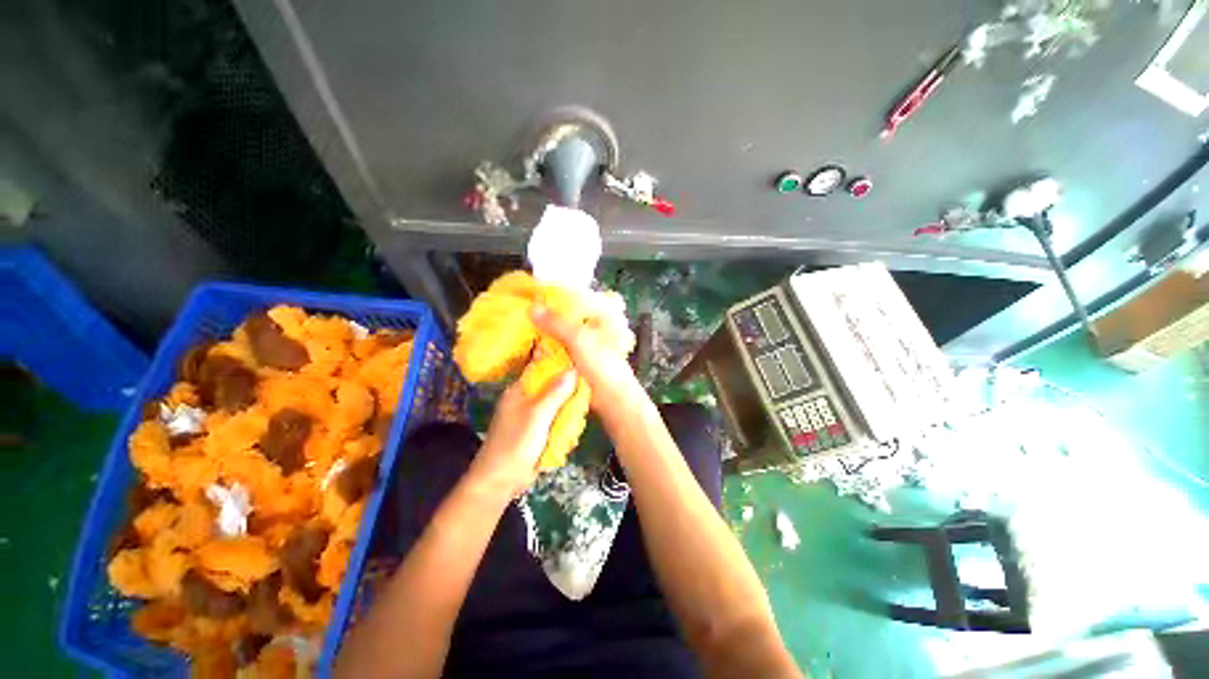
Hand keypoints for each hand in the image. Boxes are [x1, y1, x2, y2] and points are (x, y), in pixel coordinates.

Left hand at [470, 370, 578, 497]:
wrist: (500, 481)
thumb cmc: (516, 442)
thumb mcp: (538, 414)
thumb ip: (556, 392)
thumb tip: (572, 369)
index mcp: (519, 390)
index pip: (540, 369)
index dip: (558, 366)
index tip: (579, 367)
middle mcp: (524, 400)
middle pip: (551, 388)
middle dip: (568, 394)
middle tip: (583, 398)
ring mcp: (530, 417)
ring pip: (555, 406)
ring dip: (567, 413)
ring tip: (578, 419)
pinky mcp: (535, 433)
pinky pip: (554, 422)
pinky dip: (563, 427)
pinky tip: (571, 435)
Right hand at [530, 303, 644, 417]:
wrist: (612, 398)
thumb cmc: (602, 365)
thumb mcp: (578, 339)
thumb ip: (555, 323)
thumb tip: (531, 306)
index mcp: (599, 314)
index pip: (573, 298)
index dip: (552, 297)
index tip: (529, 295)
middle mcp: (592, 325)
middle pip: (564, 316)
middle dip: (545, 316)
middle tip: (520, 312)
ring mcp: (584, 343)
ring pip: (560, 333)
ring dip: (545, 333)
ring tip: (520, 327)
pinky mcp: (577, 358)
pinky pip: (559, 348)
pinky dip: (547, 347)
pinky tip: (530, 346)